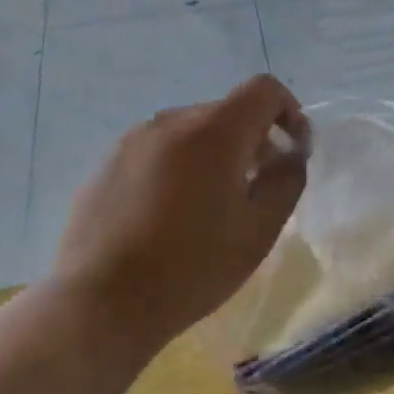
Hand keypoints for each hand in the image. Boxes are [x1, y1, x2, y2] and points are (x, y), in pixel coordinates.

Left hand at [53, 75, 309, 349]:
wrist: (101, 303)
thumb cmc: (191, 268)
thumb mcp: (258, 231)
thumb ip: (286, 180)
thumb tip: (289, 153)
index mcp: (213, 131)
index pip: (263, 89)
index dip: (288, 111)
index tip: (292, 150)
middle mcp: (172, 121)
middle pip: (226, 111)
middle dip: (252, 139)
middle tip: (255, 188)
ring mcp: (133, 139)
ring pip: (191, 130)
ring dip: (213, 153)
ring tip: (209, 205)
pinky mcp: (107, 161)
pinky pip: (158, 149)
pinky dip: (177, 166)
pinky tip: (168, 214)